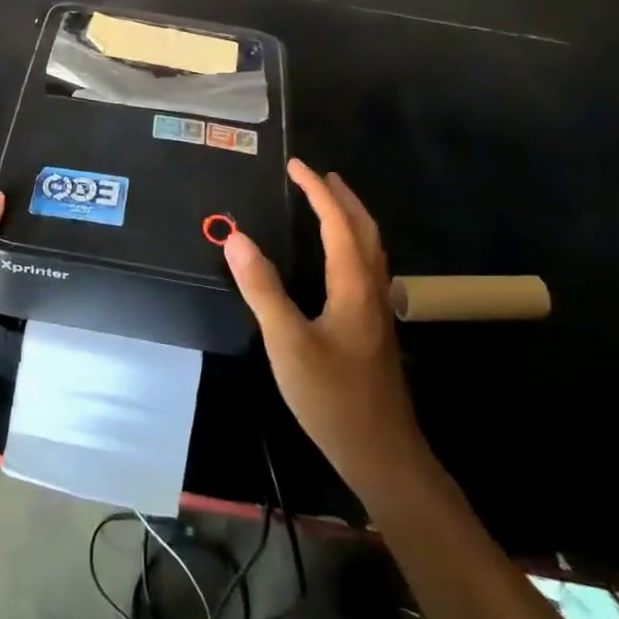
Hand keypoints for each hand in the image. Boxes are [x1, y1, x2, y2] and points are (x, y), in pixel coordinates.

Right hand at [223, 160, 427, 503]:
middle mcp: (372, 289)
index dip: (317, 191)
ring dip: (351, 219)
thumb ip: (262, 288)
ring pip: (371, 249)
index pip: (337, 223)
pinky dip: (353, 244)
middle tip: (318, 175)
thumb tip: (236, 237)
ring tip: (330, 204)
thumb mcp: (288, 342)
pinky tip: (339, 260)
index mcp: (353, 285)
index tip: (296, 165)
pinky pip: (367, 267)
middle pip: (364, 230)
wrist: (381, 453)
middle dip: (342, 197)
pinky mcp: (375, 329)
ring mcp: (378, 311)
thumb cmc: (332, 396)